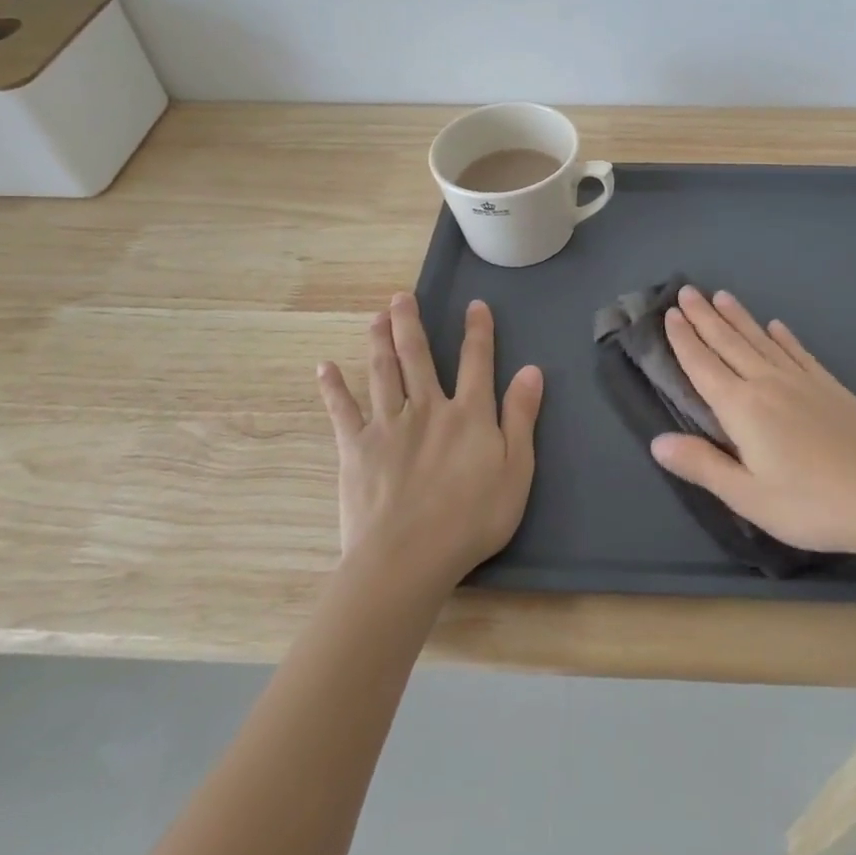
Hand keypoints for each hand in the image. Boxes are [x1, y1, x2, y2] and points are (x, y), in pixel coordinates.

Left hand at [316, 293, 542, 591]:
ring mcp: (388, 425)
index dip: (477, 331)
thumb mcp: (516, 471)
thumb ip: (521, 418)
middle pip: (418, 356)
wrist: (409, 557)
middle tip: (400, 297)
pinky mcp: (356, 448)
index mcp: (468, 414)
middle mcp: (427, 408)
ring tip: (376, 317)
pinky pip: (342, 411)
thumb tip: (531, 370)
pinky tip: (324, 368)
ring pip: (382, 373)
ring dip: (379, 342)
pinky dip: (333, 388)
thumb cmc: (472, 519)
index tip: (475, 305)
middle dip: (410, 323)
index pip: (476, 361)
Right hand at [650, 285, 855, 561]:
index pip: (703, 366)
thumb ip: (702, 465)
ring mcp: (803, 381)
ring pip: (761, 340)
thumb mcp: (748, 496)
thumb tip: (657, 442)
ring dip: (739, 318)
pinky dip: (784, 337)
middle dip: (705, 317)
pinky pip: (799, 352)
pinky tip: (777, 326)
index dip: (684, 340)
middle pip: (729, 343)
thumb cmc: (811, 504)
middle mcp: (768, 384)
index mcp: (742, 409)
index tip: (670, 314)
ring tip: (722, 296)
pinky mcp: (830, 387)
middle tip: (687, 290)